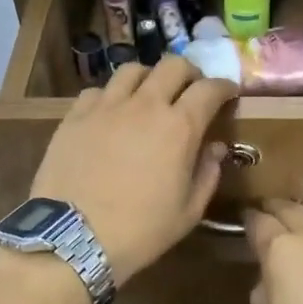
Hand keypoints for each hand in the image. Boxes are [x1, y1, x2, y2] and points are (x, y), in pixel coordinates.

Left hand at [31, 57, 237, 285]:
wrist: (74, 238)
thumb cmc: (140, 231)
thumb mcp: (188, 212)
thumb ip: (208, 174)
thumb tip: (216, 148)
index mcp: (179, 127)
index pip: (209, 89)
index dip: (223, 87)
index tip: (228, 93)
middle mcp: (144, 105)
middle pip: (173, 65)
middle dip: (189, 73)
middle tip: (190, 90)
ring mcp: (106, 106)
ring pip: (132, 70)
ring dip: (148, 78)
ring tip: (149, 96)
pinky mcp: (75, 116)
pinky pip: (97, 91)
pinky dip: (111, 96)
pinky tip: (110, 114)